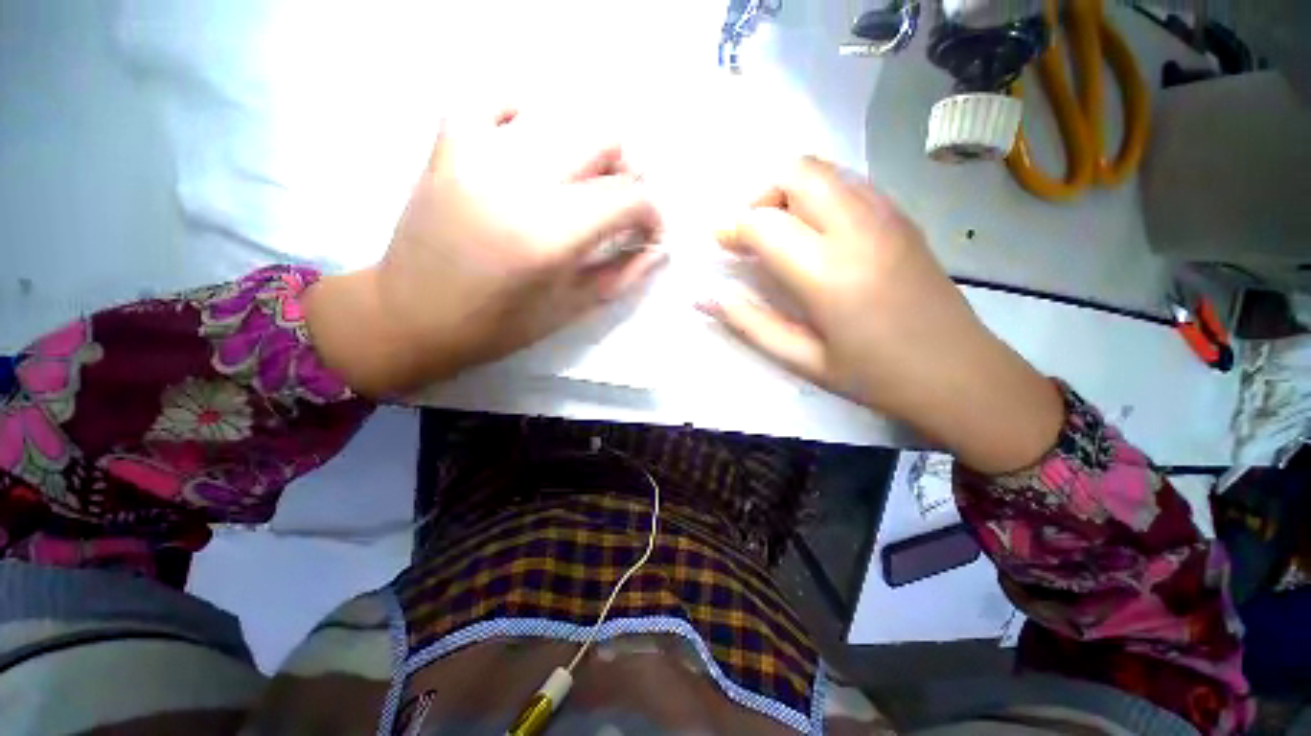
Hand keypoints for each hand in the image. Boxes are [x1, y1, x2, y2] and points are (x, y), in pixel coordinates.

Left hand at [304, 110, 665, 395]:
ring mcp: (477, 153)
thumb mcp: (571, 309)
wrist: (409, 315)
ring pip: (563, 119)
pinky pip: (493, 99)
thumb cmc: (498, 326)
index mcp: (548, 236)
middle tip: (619, 209)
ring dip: (589, 152)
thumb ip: (623, 274)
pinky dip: (523, 112)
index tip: (651, 232)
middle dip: (627, 178)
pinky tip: (531, 143)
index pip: (627, 199)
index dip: (652, 214)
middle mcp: (517, 182)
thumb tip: (658, 247)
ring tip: (583, 185)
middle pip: (603, 143)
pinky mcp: (448, 143)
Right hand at [701, 156, 1062, 472]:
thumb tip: (704, 297)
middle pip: (795, 173)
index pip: (764, 223)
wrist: (960, 373)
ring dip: (788, 192)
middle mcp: (858, 229)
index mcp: (828, 272)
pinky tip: (815, 234)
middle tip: (749, 234)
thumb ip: (749, 323)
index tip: (719, 243)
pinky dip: (818, 195)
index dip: (731, 227)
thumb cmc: (874, 376)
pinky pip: (848, 183)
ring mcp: (887, 215)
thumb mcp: (802, 359)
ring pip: (823, 171)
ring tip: (779, 233)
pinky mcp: (902, 217)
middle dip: (759, 196)